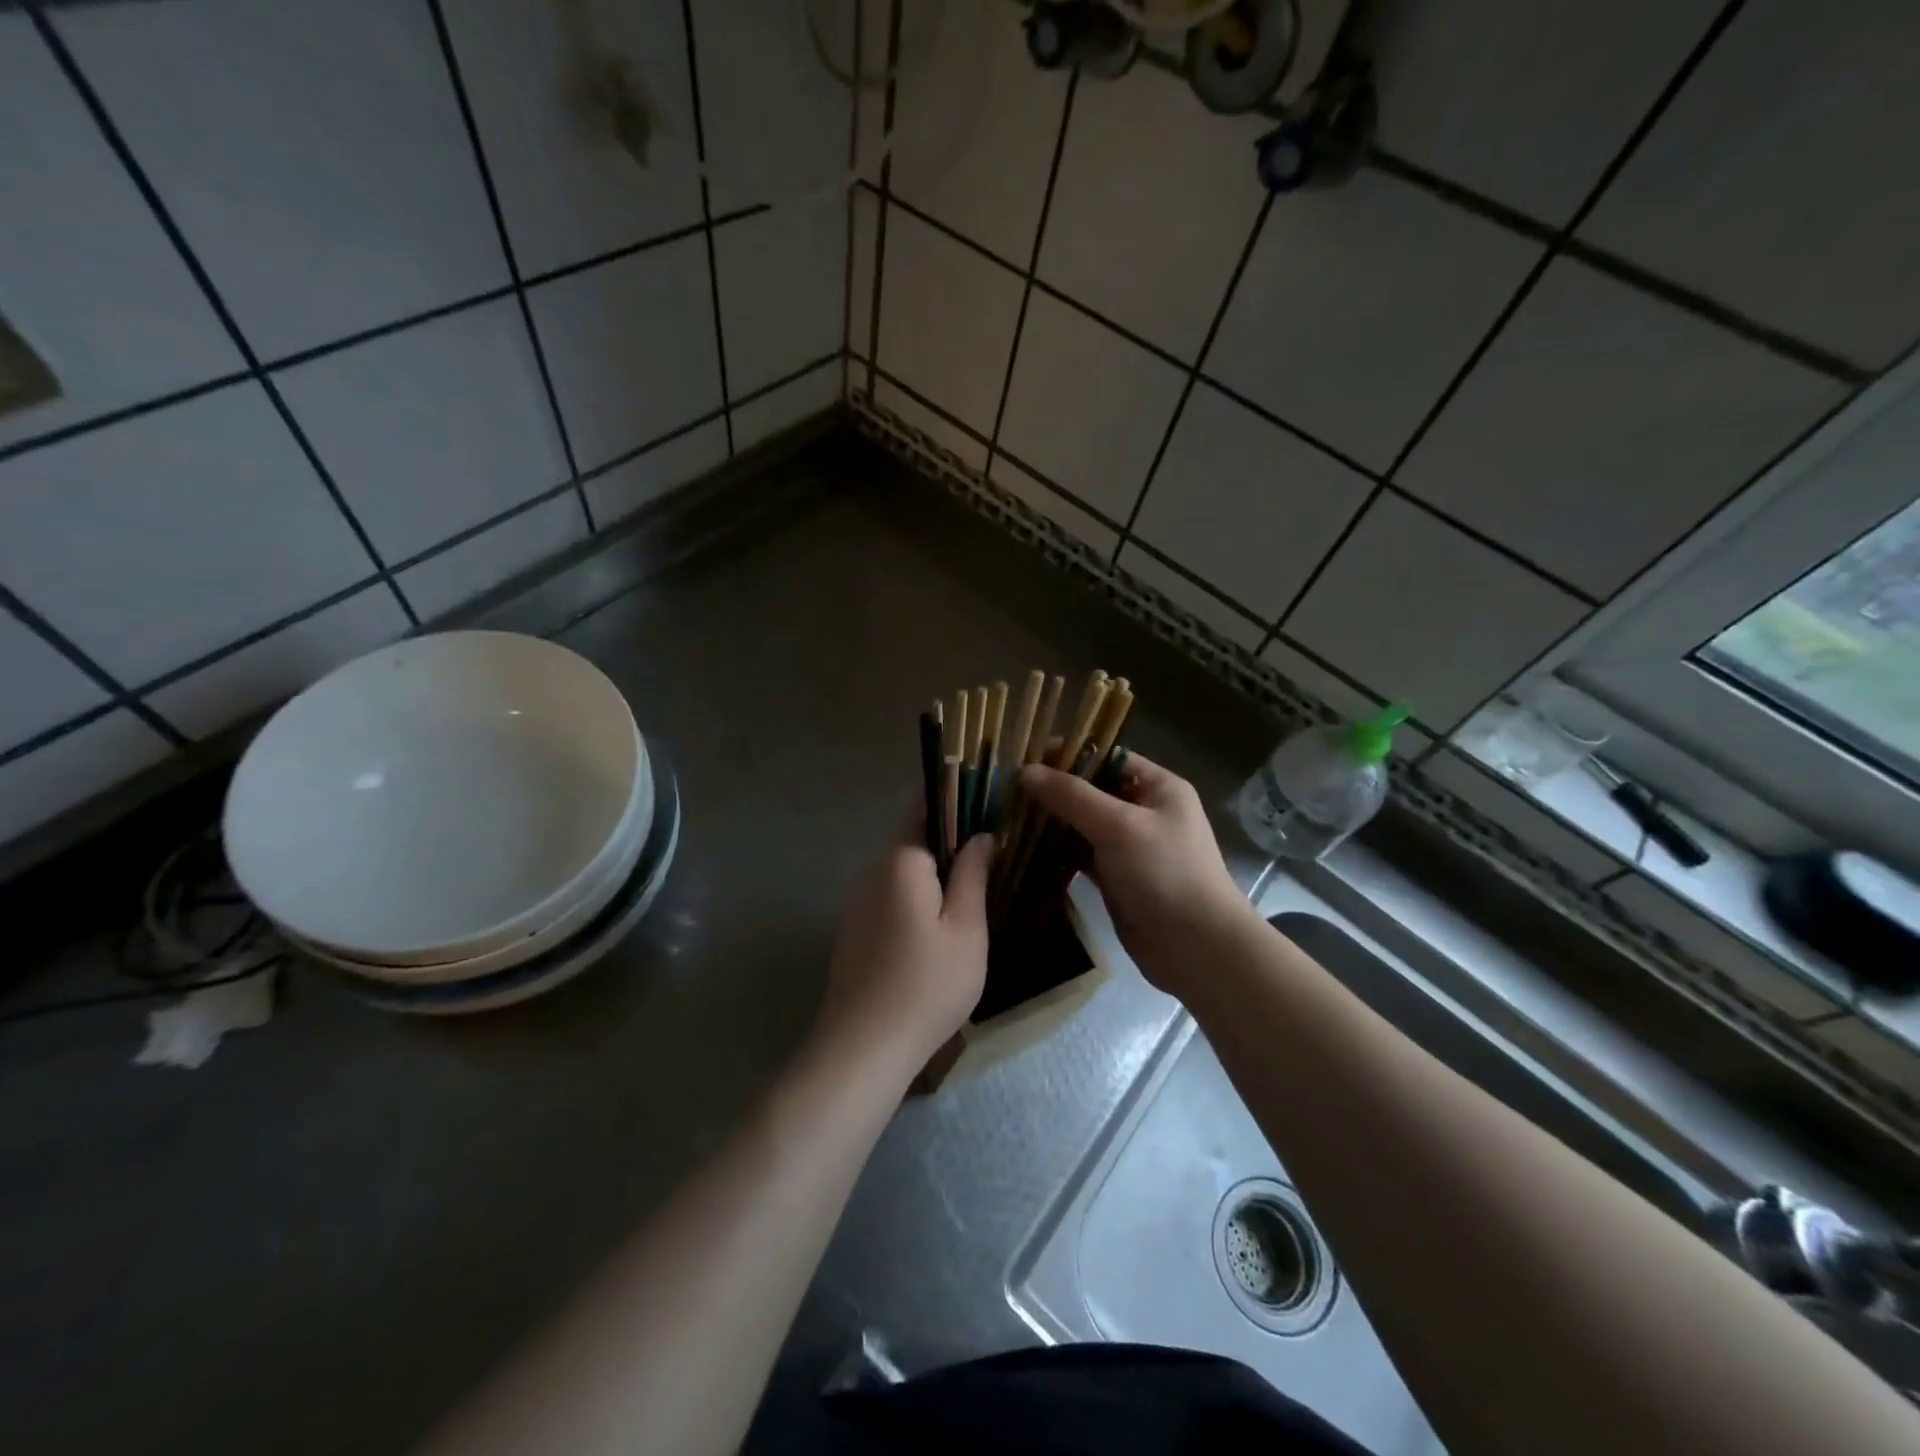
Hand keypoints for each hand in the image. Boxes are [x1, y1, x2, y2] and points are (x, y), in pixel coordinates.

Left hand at [815, 818, 993, 1071]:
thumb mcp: (966, 929)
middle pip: (914, 840)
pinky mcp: (855, 930)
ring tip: (975, 887)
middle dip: (951, 841)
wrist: (863, 1048)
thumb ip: (973, 874)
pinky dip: (918, 898)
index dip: (958, 801)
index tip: (990, 805)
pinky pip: (891, 897)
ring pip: (904, 872)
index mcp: (900, 861)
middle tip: (994, 852)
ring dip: (935, 873)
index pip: (925, 808)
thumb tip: (981, 835)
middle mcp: (872, 872)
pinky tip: (940, 924)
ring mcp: (858, 902)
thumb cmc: (926, 985)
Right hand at [1019, 753, 1255, 997]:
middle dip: (1052, 789)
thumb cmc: (1166, 873)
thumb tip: (1025, 771)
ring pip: (1082, 823)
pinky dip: (1056, 851)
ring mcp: (1129, 846)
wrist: (1197, 948)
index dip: (1067, 754)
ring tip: (1007, 814)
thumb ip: (1072, 796)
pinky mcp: (1116, 876)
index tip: (1023, 756)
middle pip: (1091, 789)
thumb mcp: (1119, 826)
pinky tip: (1024, 848)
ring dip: (1051, 821)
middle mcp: (1144, 810)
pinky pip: (1080, 854)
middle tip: (1005, 788)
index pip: (1106, 756)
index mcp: (1157, 787)